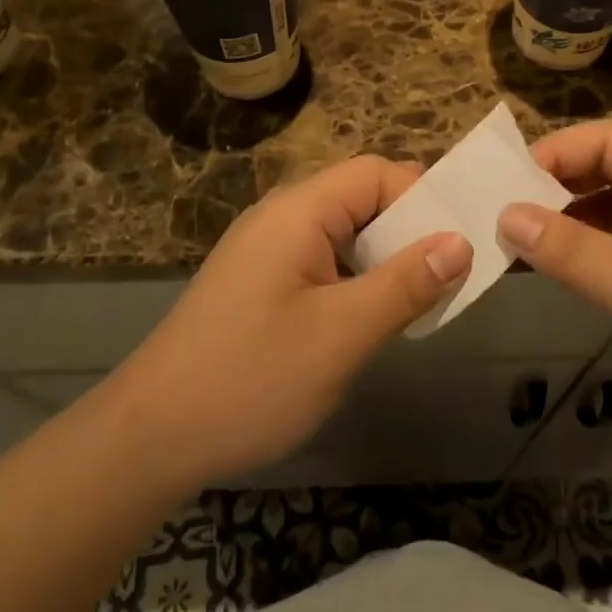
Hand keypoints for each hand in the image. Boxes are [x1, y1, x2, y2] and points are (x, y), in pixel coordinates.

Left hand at [106, 156, 472, 487]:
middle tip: (451, 276)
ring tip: (422, 300)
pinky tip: (373, 319)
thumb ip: (405, 284)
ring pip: (345, 235)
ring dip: (386, 260)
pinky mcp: (261, 284)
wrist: (150, 438)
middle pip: (361, 199)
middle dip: (410, 231)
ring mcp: (268, 252)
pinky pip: (324, 263)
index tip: (460, 244)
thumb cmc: (251, 378)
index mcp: (298, 211)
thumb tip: (461, 243)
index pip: (376, 173)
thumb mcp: (341, 334)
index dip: (422, 198)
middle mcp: (281, 218)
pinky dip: (358, 281)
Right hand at [498, 122, 611, 481]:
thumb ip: (573, 251)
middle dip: (556, 187)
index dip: (558, 151)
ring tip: (513, 243)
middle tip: (499, 213)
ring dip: (567, 224)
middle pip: (611, 173)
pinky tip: (553, 273)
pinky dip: (585, 258)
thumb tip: (505, 213)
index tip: (504, 181)